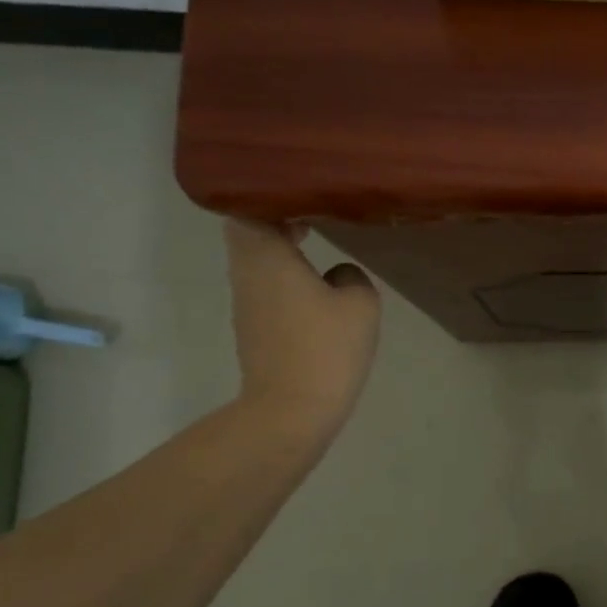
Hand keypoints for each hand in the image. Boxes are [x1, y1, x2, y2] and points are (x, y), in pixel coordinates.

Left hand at [224, 219, 380, 440]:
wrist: (292, 410)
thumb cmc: (325, 348)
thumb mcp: (360, 303)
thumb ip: (352, 276)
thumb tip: (338, 275)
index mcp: (266, 256)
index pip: (248, 208)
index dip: (270, 197)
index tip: (300, 196)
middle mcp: (247, 274)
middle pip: (247, 233)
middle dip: (274, 220)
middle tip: (311, 216)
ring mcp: (246, 303)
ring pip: (254, 261)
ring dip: (279, 250)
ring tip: (315, 245)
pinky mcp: (253, 328)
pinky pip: (263, 287)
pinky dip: (282, 276)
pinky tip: (314, 287)